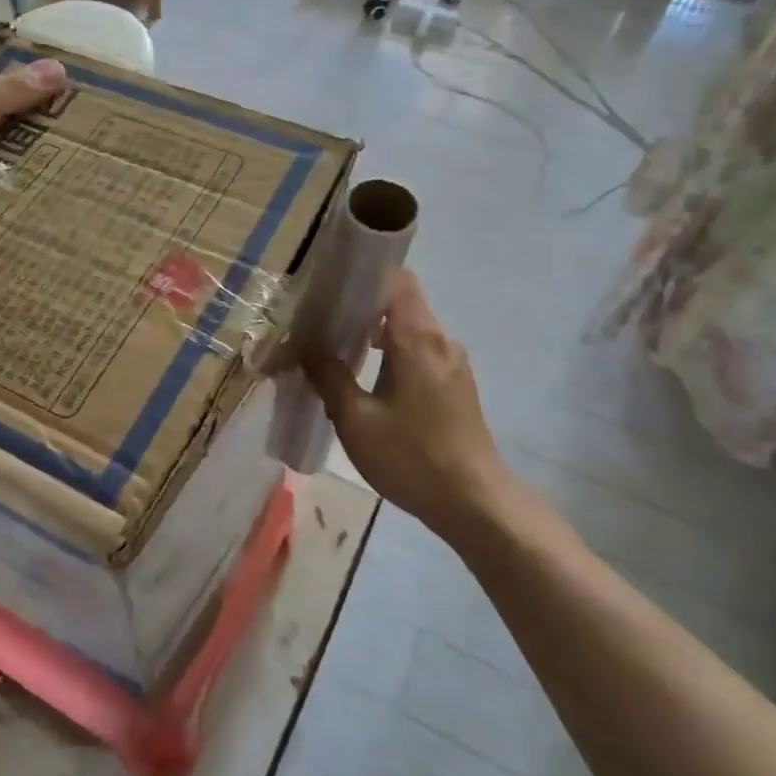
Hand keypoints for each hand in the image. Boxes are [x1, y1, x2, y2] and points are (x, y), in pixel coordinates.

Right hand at [303, 272, 515, 541]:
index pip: (395, 277)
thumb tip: (300, 343)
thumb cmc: (412, 458)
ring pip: (408, 326)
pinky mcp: (454, 382)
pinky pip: (418, 349)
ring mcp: (451, 361)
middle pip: (399, 300)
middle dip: (358, 304)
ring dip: (373, 330)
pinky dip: (390, 350)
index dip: (361, 272)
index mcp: (417, 337)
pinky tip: (364, 376)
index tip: (326, 282)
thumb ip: (327, 374)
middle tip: (317, 317)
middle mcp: (439, 338)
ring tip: (334, 347)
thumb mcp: (357, 419)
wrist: (475, 503)